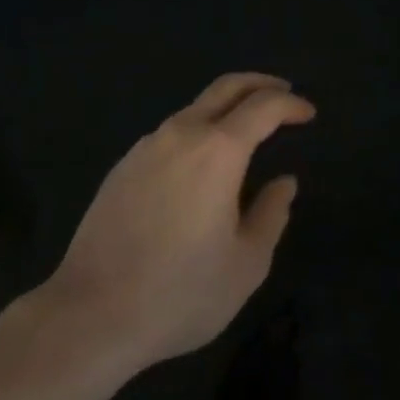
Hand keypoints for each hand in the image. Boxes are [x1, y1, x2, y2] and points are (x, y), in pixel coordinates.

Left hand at [40, 73, 313, 371]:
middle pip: (227, 87)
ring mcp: (148, 145)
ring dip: (227, 108)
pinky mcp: (123, 165)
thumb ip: (272, 215)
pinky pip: (171, 133)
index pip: (264, 106)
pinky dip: (198, 131)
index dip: (291, 105)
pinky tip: (200, 165)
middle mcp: (183, 133)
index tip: (308, 114)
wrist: (90, 315)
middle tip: (284, 95)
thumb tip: (283, 182)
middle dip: (261, 84)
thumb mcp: (245, 266)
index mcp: (219, 150)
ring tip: (245, 131)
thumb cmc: (179, 294)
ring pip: (196, 108)